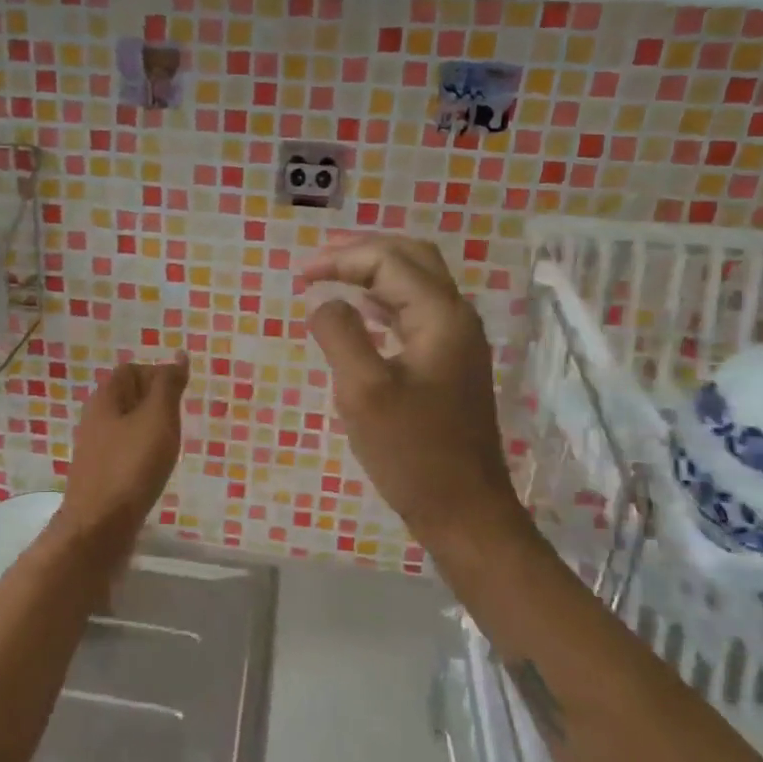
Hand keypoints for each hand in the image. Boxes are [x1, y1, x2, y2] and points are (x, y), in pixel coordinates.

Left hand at [59, 355, 190, 542]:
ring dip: (151, 430)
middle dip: (156, 403)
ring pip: (128, 426)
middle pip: (128, 396)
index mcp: (105, 399)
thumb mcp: (157, 419)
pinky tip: (155, 469)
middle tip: (179, 422)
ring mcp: (96, 448)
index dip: (158, 375)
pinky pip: (125, 451)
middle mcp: (95, 418)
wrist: (100, 527)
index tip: (181, 396)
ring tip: (171, 446)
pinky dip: (143, 453)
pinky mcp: (101, 475)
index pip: (132, 370)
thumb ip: (168, 386)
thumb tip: (178, 356)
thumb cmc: (131, 467)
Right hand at [299, 237, 520, 547]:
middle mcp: (456, 318)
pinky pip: (415, 314)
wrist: (463, 510)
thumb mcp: (363, 391)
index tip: (299, 275)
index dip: (341, 258)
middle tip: (317, 260)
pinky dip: (383, 302)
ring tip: (331, 276)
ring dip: (373, 272)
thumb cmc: (412, 452)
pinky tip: (361, 314)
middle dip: (362, 251)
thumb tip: (323, 302)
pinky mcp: (449, 365)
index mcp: (441, 316)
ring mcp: (457, 342)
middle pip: (411, 258)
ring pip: (416, 284)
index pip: (389, 261)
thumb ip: (339, 334)